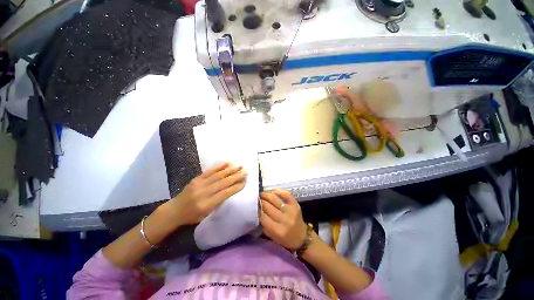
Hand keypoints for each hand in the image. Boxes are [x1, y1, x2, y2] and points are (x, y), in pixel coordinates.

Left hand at [168, 162, 246, 225]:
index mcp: (206, 204)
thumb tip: (231, 190)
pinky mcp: (197, 178)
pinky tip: (227, 163)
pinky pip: (210, 171)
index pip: (225, 193)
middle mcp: (204, 192)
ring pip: (218, 175)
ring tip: (240, 166)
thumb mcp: (206, 215)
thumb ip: (218, 203)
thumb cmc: (192, 216)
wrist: (174, 210)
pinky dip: (220, 166)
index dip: (236, 187)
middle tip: (246, 171)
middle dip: (236, 176)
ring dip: (231, 169)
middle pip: (223, 182)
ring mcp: (199, 183)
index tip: (245, 182)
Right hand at [260, 190, 307, 249]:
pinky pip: (286, 195)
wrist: (302, 237)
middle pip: (268, 206)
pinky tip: (273, 192)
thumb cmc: (285, 239)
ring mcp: (291, 210)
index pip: (263, 217)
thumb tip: (256, 212)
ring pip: (275, 199)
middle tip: (255, 198)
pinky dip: (279, 192)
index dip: (256, 210)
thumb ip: (264, 225)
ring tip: (261, 194)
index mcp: (278, 230)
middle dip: (260, 201)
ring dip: (266, 195)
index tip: (251, 206)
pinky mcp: (296, 205)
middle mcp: (285, 219)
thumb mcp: (272, 237)